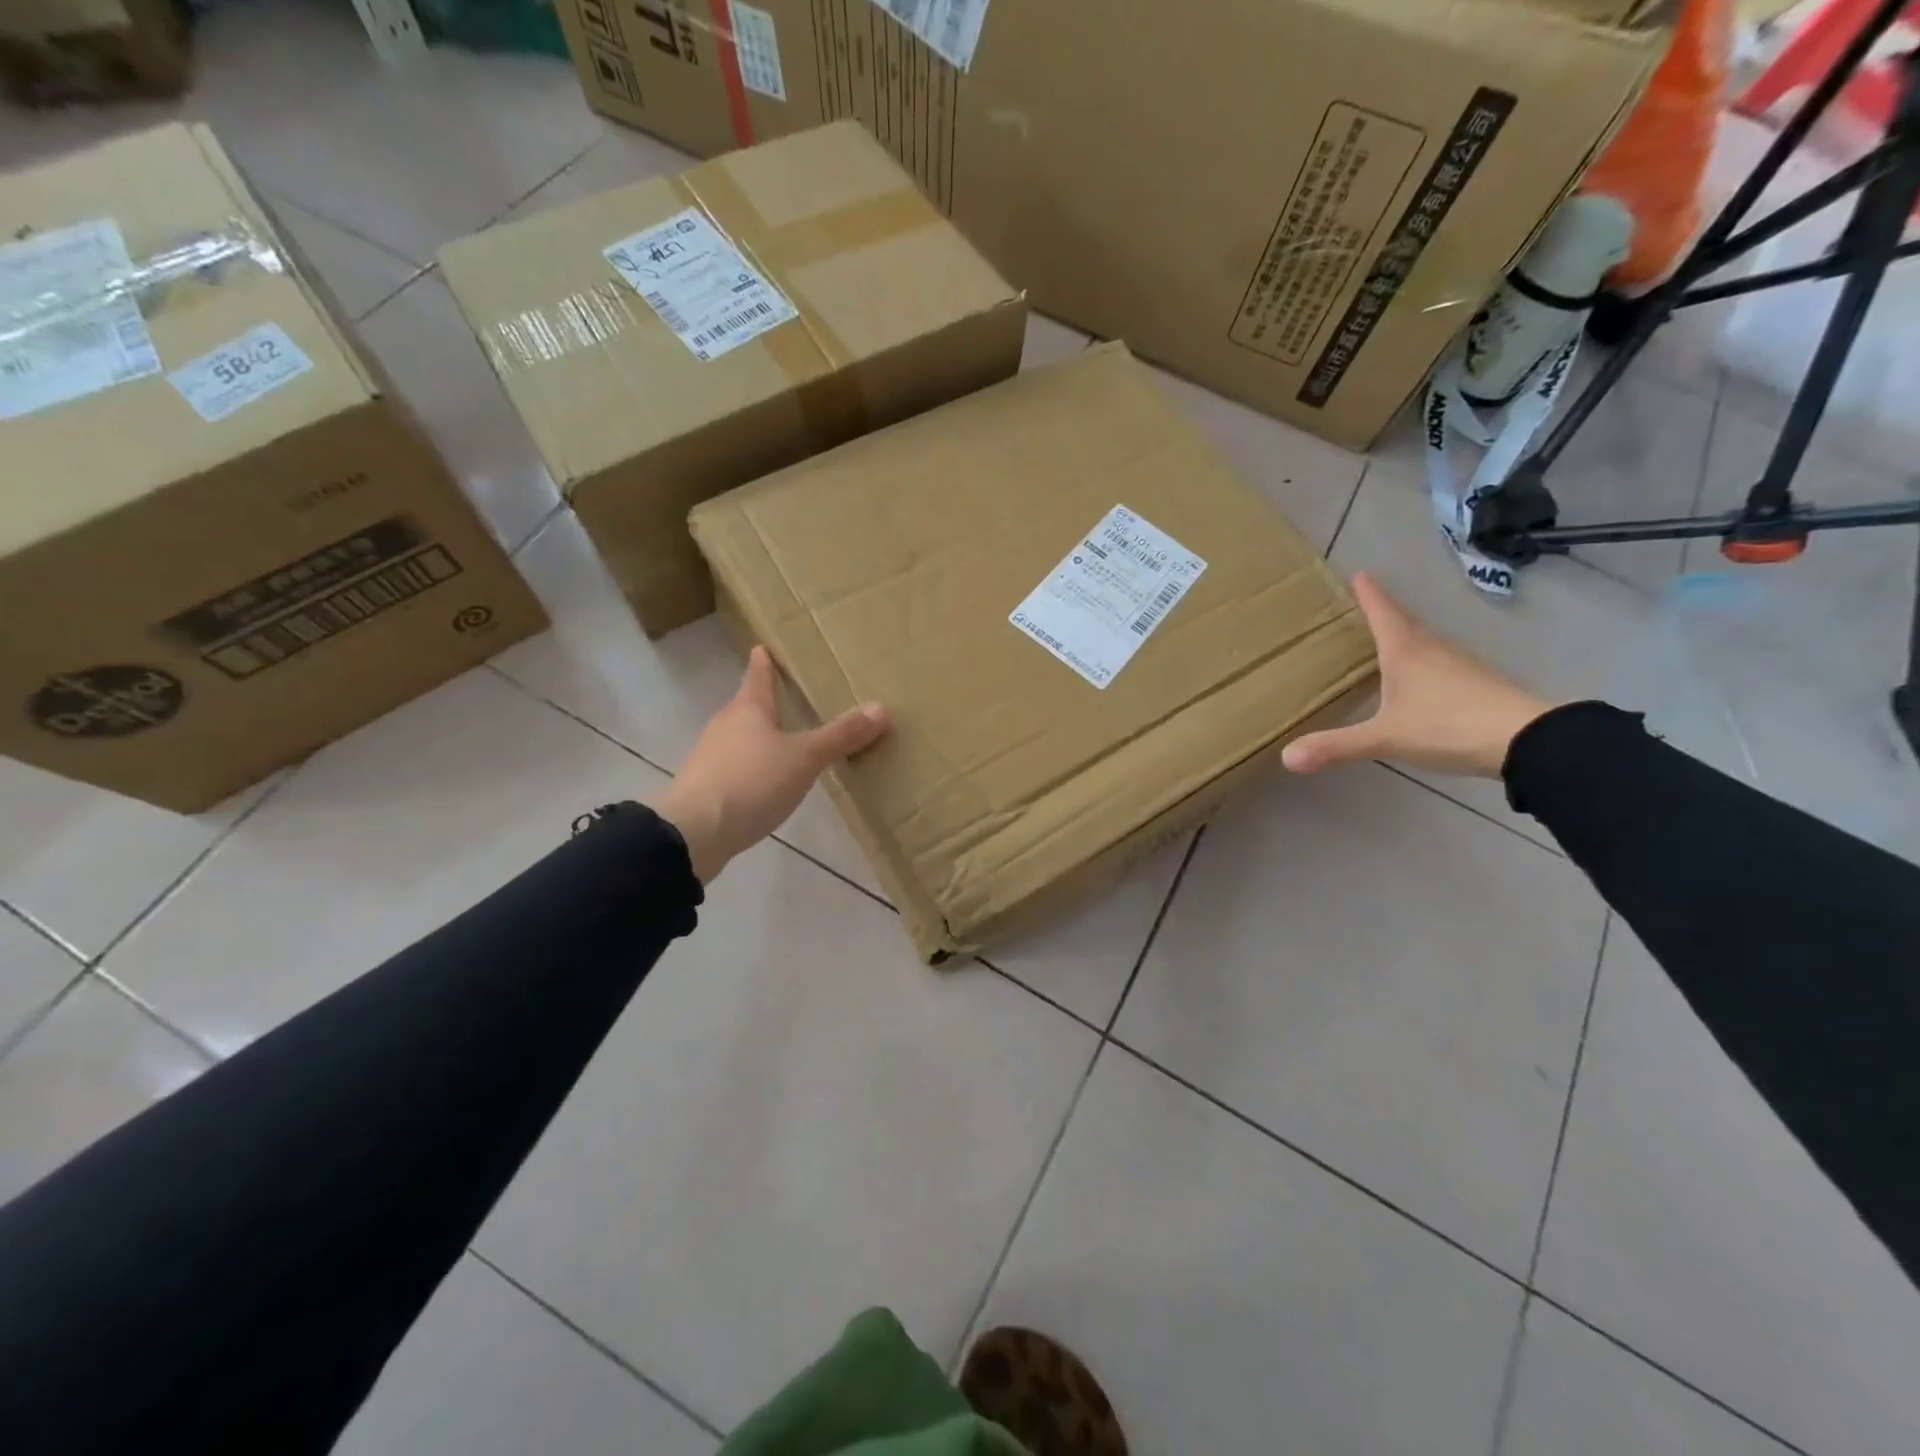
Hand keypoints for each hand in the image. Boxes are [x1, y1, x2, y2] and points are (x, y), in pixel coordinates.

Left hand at [656, 646, 890, 881]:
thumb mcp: (804, 758)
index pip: (757, 675)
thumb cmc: (750, 782)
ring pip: (740, 738)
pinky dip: (753, 768)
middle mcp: (725, 726)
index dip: (764, 661)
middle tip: (791, 697)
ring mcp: (711, 757)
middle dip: (767, 702)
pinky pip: (736, 768)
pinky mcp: (706, 788)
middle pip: (747, 706)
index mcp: (747, 709)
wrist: (694, 833)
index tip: (763, 646)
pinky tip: (767, 782)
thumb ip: (840, 736)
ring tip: (786, 741)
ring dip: (760, 738)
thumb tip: (881, 708)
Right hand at [1281, 572, 1555, 778]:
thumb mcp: (1384, 738)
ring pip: (1426, 642)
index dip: (1369, 594)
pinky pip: (1442, 663)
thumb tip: (1286, 757)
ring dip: (1406, 636)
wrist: (1528, 741)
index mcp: (1406, 651)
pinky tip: (1421, 679)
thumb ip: (1336, 746)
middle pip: (1406, 623)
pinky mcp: (1478, 684)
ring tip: (1387, 640)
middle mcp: (1433, 650)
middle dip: (1386, 612)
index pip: (1383, 613)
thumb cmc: (1447, 726)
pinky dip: (1424, 661)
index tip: (1360, 574)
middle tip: (1367, 604)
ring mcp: (1460, 665)